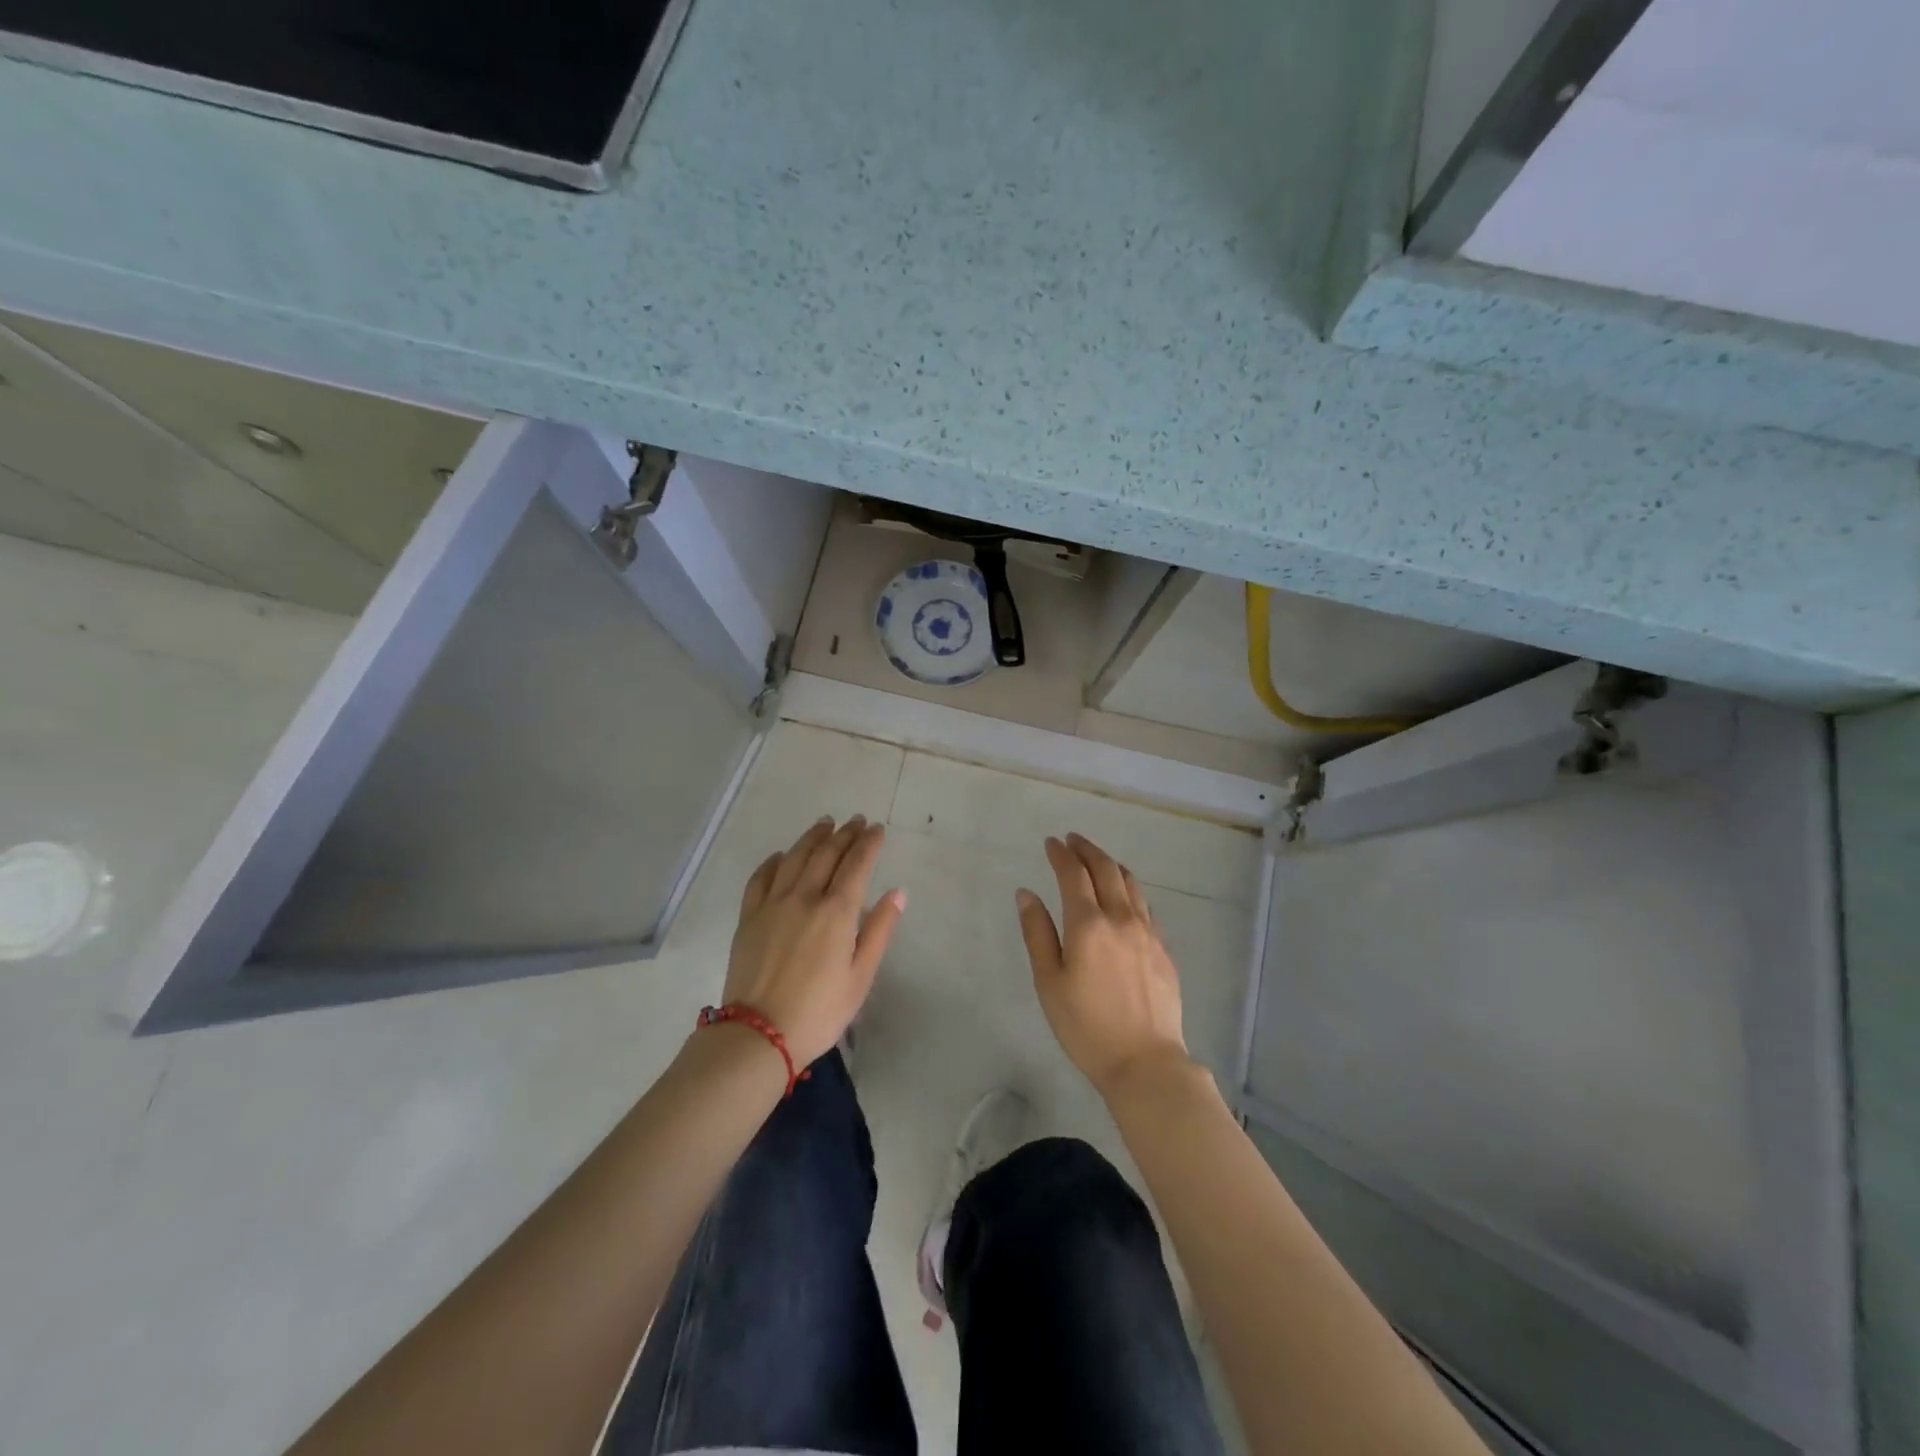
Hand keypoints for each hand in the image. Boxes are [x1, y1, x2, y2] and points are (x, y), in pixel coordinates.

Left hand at [723, 816, 904, 1068]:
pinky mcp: (749, 916)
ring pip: (794, 857)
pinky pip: (761, 877)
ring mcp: (772, 904)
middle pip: (826, 854)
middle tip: (855, 821)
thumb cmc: (819, 1011)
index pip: (856, 864)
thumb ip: (879, 931)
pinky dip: (774, 861)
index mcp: (836, 912)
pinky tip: (783, 855)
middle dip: (844, 834)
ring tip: (825, 824)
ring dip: (812, 837)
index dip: (868, 843)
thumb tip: (897, 894)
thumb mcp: (861, 977)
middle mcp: (804, 897)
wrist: (758, 1034)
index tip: (876, 829)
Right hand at [1016, 833, 1190, 1096]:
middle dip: (1087, 850)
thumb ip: (1037, 933)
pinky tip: (1124, 897)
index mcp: (1088, 925)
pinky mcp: (1163, 949)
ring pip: (1130, 883)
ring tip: (1097, 860)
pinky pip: (1145, 905)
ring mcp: (1147, 932)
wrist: (1145, 1062)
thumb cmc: (1086, 1027)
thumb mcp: (1049, 982)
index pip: (1073, 875)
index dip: (1061, 854)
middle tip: (1072, 840)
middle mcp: (1121, 919)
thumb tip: (1026, 893)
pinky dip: (1129, 889)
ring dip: (1111, 864)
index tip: (1051, 842)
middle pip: (1106, 870)